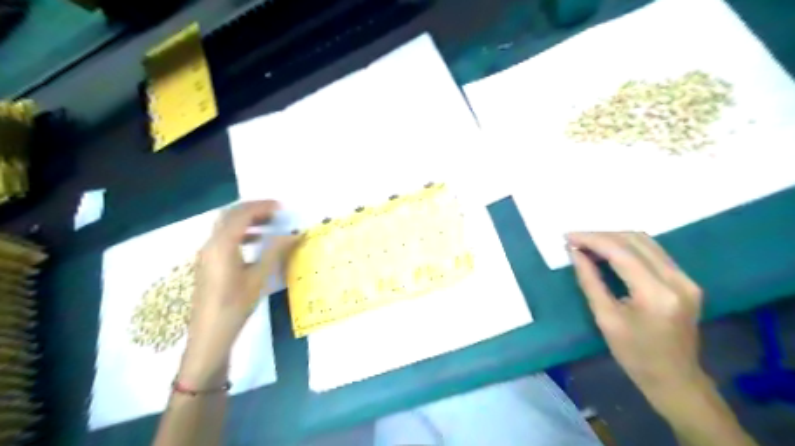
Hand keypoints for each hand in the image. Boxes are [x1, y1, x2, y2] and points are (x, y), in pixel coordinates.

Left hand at [178, 202, 299, 386]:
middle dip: (253, 209)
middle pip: (230, 216)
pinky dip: (241, 233)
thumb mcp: (259, 278)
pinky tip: (256, 244)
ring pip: (225, 226)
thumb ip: (275, 252)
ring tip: (269, 225)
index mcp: (222, 245)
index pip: (241, 214)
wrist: (209, 335)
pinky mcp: (208, 263)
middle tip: (276, 212)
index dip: (262, 206)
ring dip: (247, 220)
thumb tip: (294, 233)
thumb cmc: (235, 306)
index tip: (282, 207)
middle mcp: (211, 244)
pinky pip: (224, 238)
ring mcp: (207, 254)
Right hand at [569, 232, 704, 412]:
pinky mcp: (685, 281)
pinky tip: (608, 252)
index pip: (621, 252)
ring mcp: (686, 279)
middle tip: (574, 240)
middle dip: (601, 236)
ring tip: (587, 244)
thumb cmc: (634, 355)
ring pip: (645, 242)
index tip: (567, 237)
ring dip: (613, 239)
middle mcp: (677, 280)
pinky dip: (627, 247)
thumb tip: (574, 252)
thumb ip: (590, 281)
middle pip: (635, 240)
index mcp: (656, 293)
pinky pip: (653, 252)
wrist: (675, 379)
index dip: (591, 239)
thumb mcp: (605, 318)